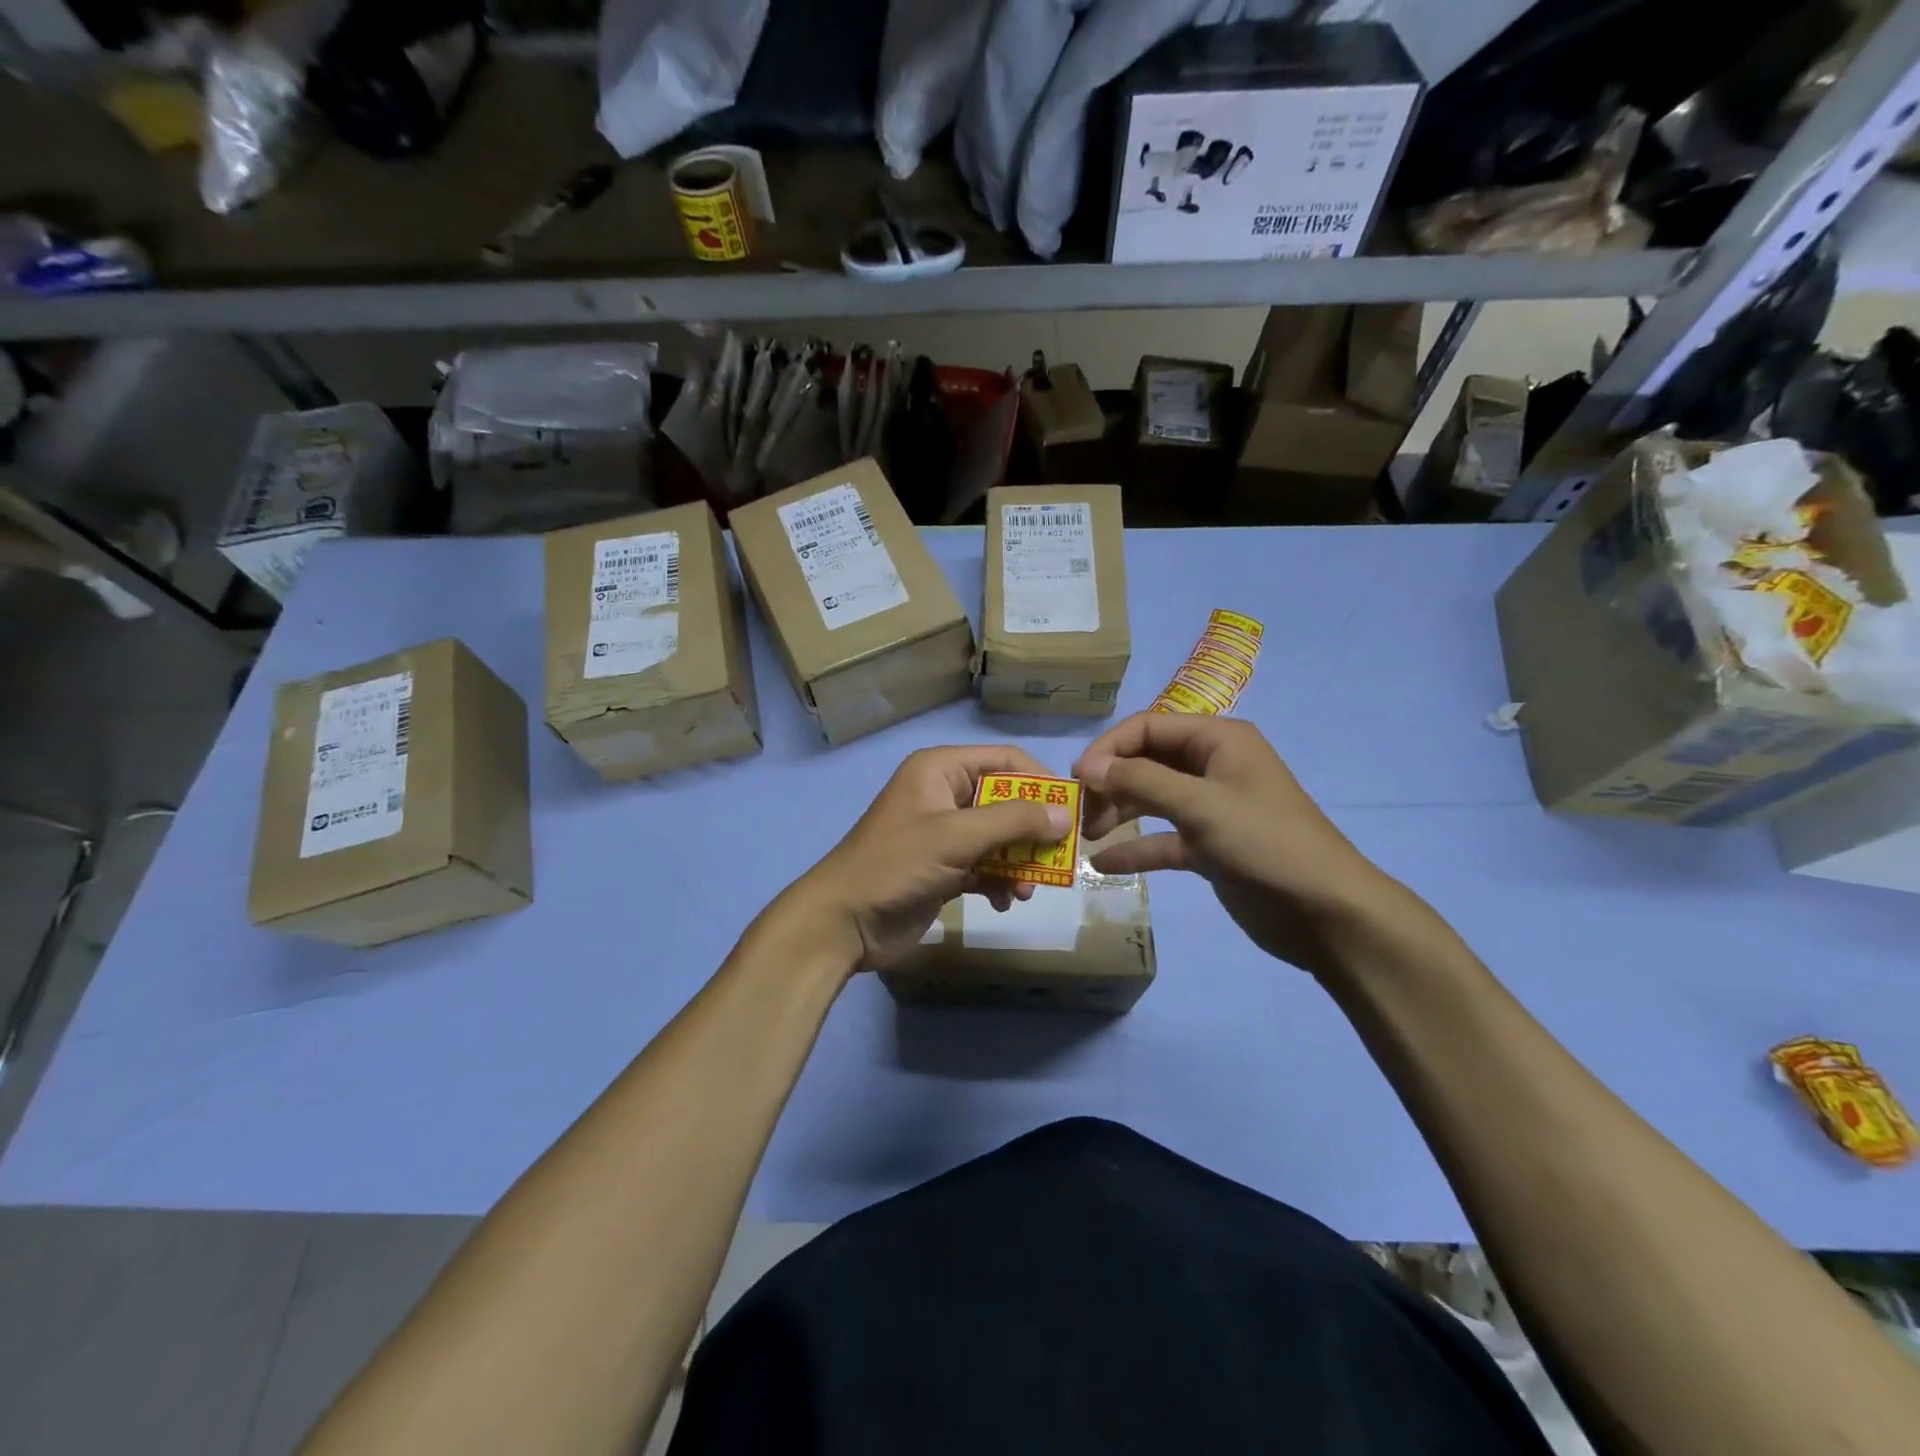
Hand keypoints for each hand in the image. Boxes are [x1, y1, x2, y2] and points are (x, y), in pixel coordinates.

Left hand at [791, 746, 1073, 971]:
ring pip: (999, 838)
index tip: (1073, 811)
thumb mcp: (956, 837)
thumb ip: (1013, 822)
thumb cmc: (896, 865)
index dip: (1041, 781)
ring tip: (1027, 889)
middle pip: (1006, 802)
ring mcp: (943, 834)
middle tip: (1059, 858)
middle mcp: (944, 795)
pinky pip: (985, 865)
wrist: (843, 923)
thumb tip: (1065, 814)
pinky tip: (1005, 901)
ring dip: (1019, 862)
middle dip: (1032, 831)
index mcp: (941, 770)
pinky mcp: (943, 868)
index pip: (1005, 761)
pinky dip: (1000, 881)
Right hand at [1074, 713, 1414, 979]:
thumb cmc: (1266, 843)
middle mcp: (1211, 766)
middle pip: (1146, 761)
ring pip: (1151, 799)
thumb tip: (1088, 766)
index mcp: (1217, 740)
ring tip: (1085, 834)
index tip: (1076, 778)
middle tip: (1078, 810)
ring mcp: (1210, 808)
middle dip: (1110, 781)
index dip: (1108, 748)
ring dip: (1117, 812)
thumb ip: (1141, 780)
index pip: (1147, 727)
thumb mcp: (1201, 805)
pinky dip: (1135, 848)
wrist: (1325, 912)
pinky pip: (1162, 839)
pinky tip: (1103, 863)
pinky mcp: (1209, 847)